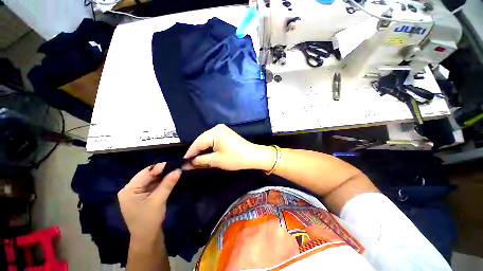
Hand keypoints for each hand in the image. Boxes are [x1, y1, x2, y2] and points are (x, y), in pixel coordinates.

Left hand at [118, 163, 180, 241]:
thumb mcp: (159, 200)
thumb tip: (178, 169)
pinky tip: (171, 178)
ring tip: (176, 171)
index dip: (160, 167)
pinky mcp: (143, 196)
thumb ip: (168, 183)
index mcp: (129, 189)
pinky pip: (153, 185)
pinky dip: (162, 182)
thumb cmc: (149, 220)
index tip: (174, 163)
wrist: (147, 238)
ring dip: (163, 176)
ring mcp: (137, 193)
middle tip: (177, 167)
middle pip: (148, 175)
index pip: (145, 173)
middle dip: (163, 171)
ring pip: (152, 180)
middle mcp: (131, 189)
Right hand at [183, 124, 274, 170]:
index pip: (197, 143)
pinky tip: (206, 153)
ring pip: (207, 140)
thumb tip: (187, 164)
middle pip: (202, 140)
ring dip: (202, 149)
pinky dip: (209, 147)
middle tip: (189, 163)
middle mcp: (217, 128)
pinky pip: (213, 139)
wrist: (253, 156)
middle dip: (196, 151)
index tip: (182, 162)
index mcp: (214, 132)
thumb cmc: (235, 158)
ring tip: (196, 159)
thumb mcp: (216, 160)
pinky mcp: (226, 133)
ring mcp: (222, 129)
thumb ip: (200, 160)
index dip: (190, 153)